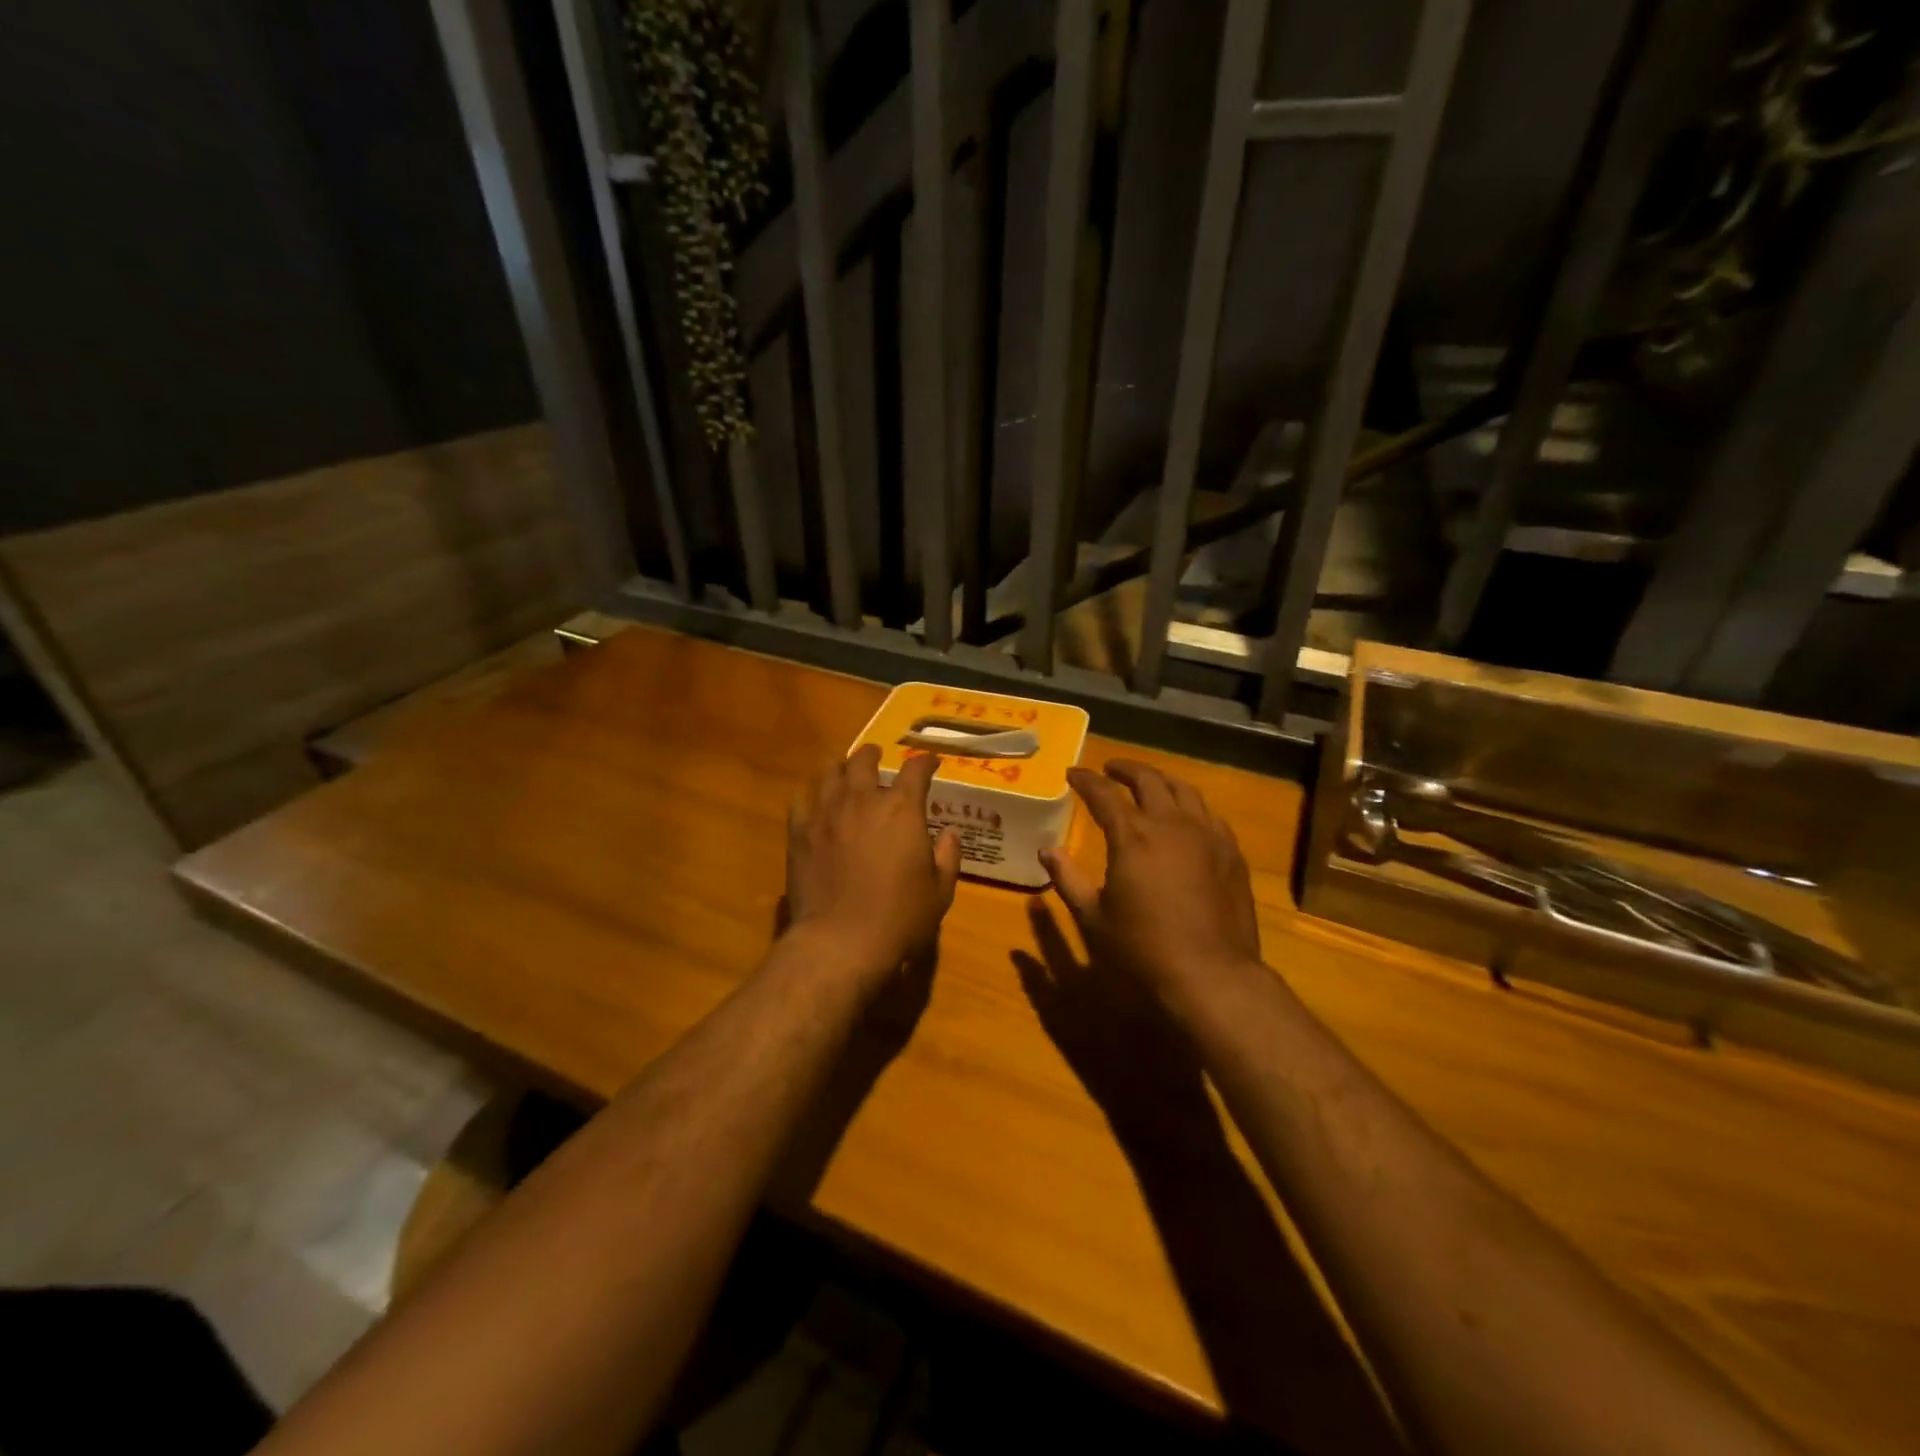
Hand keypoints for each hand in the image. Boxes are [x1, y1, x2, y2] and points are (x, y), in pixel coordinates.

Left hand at [786, 745, 961, 981]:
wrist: (840, 942)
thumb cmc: (899, 918)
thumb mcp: (940, 892)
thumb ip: (947, 857)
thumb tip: (949, 835)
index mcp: (902, 810)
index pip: (916, 769)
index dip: (925, 762)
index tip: (930, 762)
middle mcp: (863, 800)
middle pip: (865, 760)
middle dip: (874, 754)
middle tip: (877, 755)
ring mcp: (826, 813)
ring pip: (830, 772)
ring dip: (841, 767)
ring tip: (845, 770)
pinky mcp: (799, 832)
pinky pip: (801, 799)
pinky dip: (812, 793)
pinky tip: (815, 799)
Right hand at [1041, 759, 1263, 1008]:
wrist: (1211, 976)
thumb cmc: (1142, 950)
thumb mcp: (1093, 917)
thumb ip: (1068, 878)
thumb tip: (1046, 850)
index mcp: (1133, 836)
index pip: (1104, 794)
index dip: (1085, 780)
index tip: (1072, 774)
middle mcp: (1171, 824)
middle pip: (1148, 780)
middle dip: (1125, 770)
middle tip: (1109, 770)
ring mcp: (1207, 835)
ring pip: (1184, 790)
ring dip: (1160, 780)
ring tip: (1148, 784)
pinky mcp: (1231, 853)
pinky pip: (1209, 814)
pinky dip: (1190, 805)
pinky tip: (1185, 816)